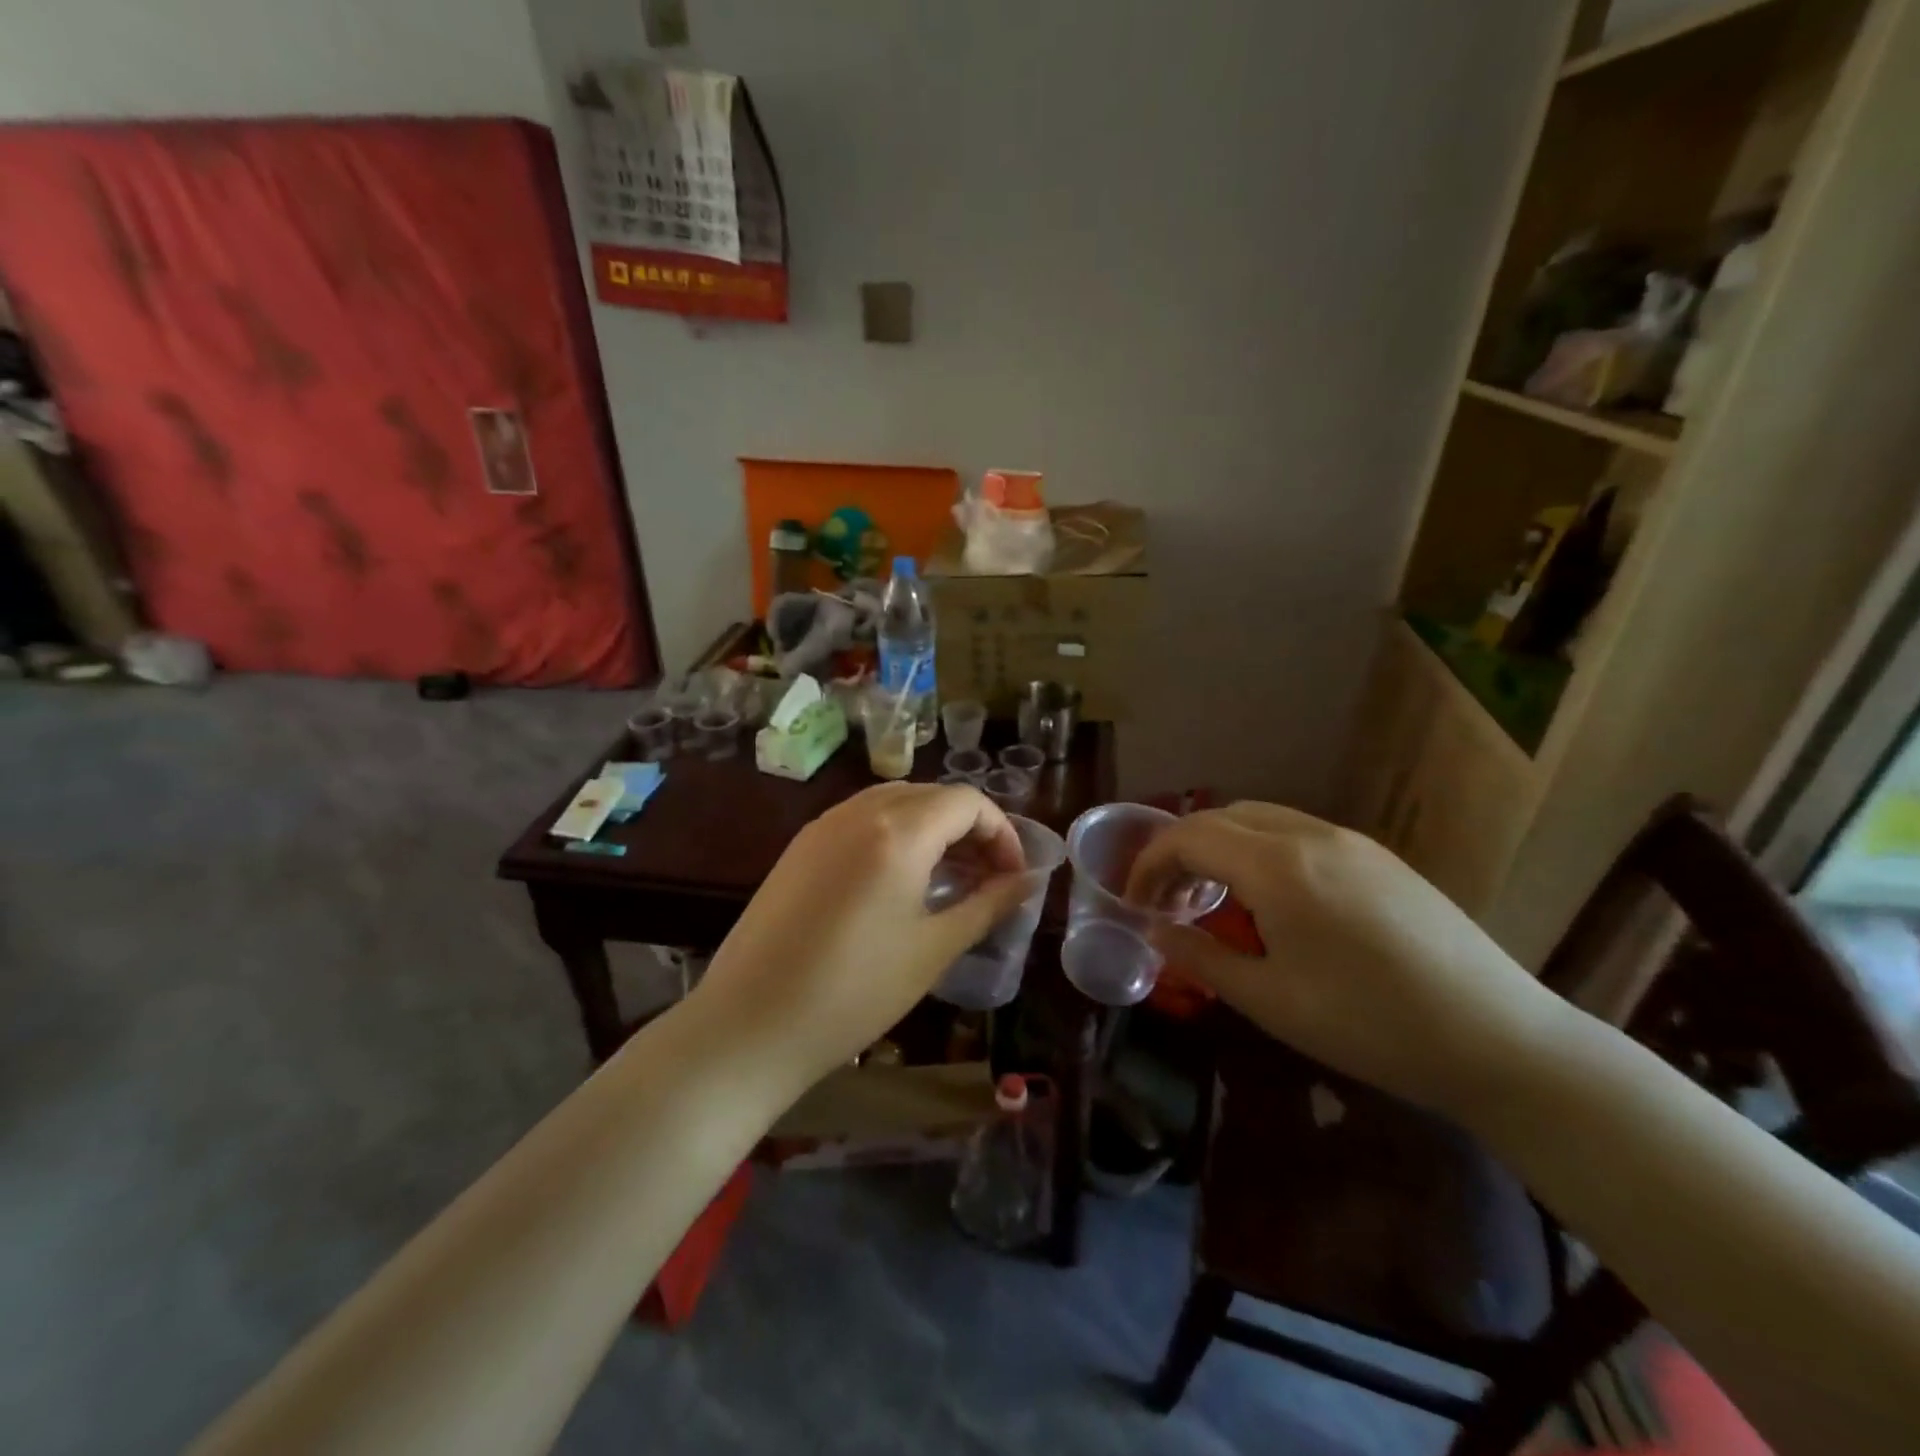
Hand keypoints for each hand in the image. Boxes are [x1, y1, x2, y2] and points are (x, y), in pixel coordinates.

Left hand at [685, 783, 1034, 1088]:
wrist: (749, 1024)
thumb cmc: (854, 992)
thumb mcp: (933, 949)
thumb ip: (987, 906)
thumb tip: (1027, 882)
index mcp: (898, 831)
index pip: (968, 802)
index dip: (1003, 832)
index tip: (1014, 877)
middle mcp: (859, 811)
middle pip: (933, 795)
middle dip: (970, 829)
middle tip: (987, 879)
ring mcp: (823, 825)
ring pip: (896, 802)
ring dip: (933, 829)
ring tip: (948, 879)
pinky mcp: (800, 846)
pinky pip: (861, 819)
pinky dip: (895, 834)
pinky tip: (898, 881)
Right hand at [1126, 802, 1576, 1123]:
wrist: (1500, 1040)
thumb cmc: (1371, 1025)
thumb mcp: (1271, 1001)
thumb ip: (1201, 959)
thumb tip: (1156, 932)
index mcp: (1277, 866)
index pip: (1188, 838)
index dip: (1149, 864)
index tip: (1135, 902)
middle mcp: (1310, 834)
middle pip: (1220, 818)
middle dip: (1179, 850)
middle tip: (1167, 899)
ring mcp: (1350, 840)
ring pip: (1259, 818)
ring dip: (1220, 846)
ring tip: (1212, 897)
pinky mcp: (1378, 856)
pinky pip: (1297, 832)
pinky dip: (1259, 849)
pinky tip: (1269, 897)